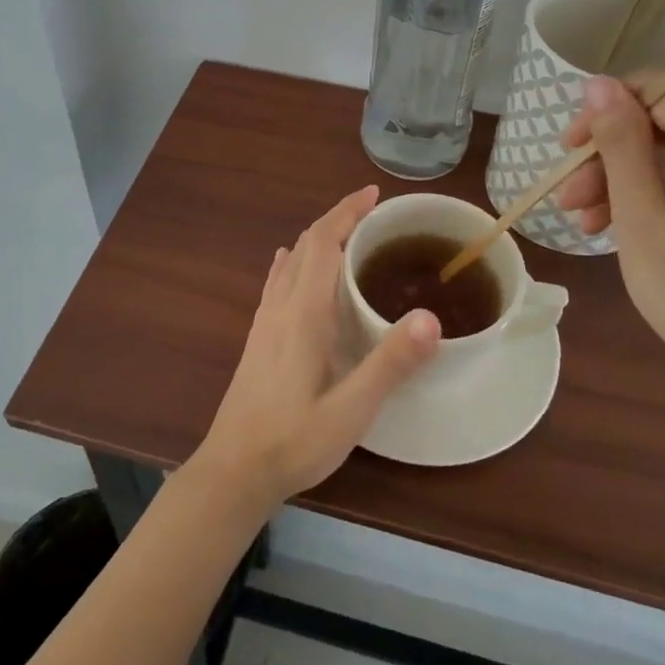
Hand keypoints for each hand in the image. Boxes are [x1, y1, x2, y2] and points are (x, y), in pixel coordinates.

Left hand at [193, 186, 440, 511]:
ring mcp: (264, 322)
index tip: (372, 194)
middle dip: (336, 219)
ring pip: (289, 262)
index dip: (345, 212)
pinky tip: (291, 268)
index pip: (322, 243)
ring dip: (316, 239)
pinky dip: (294, 262)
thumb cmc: (293, 441)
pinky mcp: (257, 339)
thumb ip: (389, 364)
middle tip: (370, 211)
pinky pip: (277, 283)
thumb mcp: (350, 410)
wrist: (233, 471)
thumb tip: (430, 317)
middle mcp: (280, 307)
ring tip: (346, 235)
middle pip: (305, 245)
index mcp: (303, 313)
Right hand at [556, 74, 664, 392]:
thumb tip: (600, 84)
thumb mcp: (641, 220)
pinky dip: (662, 192)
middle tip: (569, 200)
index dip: (604, 113)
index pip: (655, 92)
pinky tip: (628, 226)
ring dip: (629, 178)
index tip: (567, 151)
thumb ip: (620, 144)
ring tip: (588, 223)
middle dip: (610, 155)